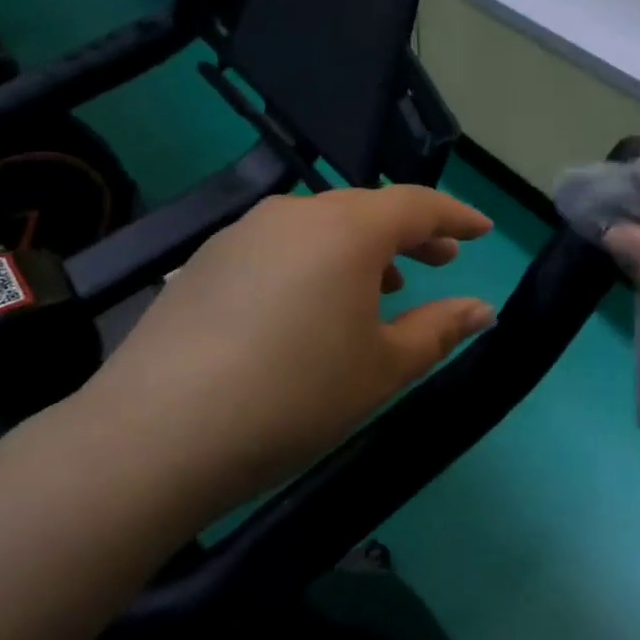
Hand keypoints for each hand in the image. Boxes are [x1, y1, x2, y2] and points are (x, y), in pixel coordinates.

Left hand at [73, 186, 496, 519]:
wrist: (158, 434)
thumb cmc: (295, 396)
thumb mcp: (381, 368)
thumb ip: (438, 330)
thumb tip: (482, 309)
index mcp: (346, 229)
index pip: (416, 205)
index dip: (455, 217)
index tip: (481, 230)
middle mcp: (294, 214)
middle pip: (366, 210)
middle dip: (410, 234)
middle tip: (440, 262)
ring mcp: (243, 233)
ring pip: (320, 227)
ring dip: (360, 250)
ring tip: (383, 287)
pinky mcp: (207, 261)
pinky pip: (280, 246)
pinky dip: (314, 262)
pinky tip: (311, 305)